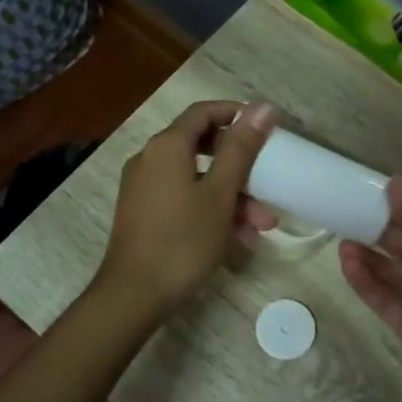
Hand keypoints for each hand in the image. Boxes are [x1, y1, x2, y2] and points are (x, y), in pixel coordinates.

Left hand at [97, 101, 276, 318]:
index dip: (236, 114)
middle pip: (202, 147)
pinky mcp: (143, 212)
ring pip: (196, 179)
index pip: (203, 112)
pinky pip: (183, 198)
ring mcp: (144, 187)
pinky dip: (209, 209)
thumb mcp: (220, 194)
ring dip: (230, 197)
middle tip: (267, 186)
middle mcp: (150, 159)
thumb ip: (241, 148)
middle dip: (240, 167)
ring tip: (259, 227)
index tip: (266, 130)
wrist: (134, 294)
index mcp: (167, 146)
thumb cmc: (183, 240)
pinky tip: (235, 239)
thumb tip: (262, 107)